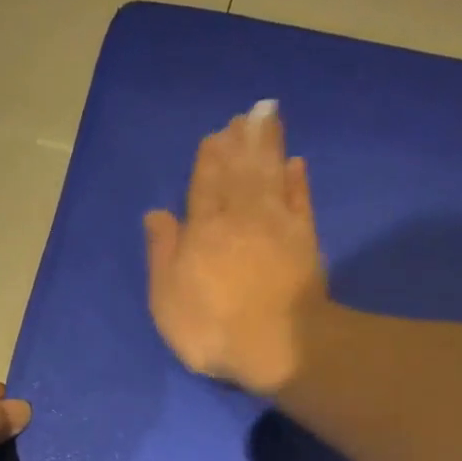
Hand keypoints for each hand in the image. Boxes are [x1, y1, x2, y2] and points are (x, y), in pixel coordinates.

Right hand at [144, 103, 328, 394]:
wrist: (277, 344)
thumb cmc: (211, 327)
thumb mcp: (167, 297)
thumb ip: (163, 252)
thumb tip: (156, 213)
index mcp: (203, 228)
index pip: (204, 184)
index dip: (209, 160)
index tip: (215, 135)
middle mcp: (240, 216)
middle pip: (239, 172)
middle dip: (240, 143)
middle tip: (245, 115)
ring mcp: (276, 225)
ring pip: (270, 175)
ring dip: (267, 146)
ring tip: (267, 118)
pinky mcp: (305, 240)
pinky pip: (300, 200)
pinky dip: (297, 180)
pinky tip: (296, 163)